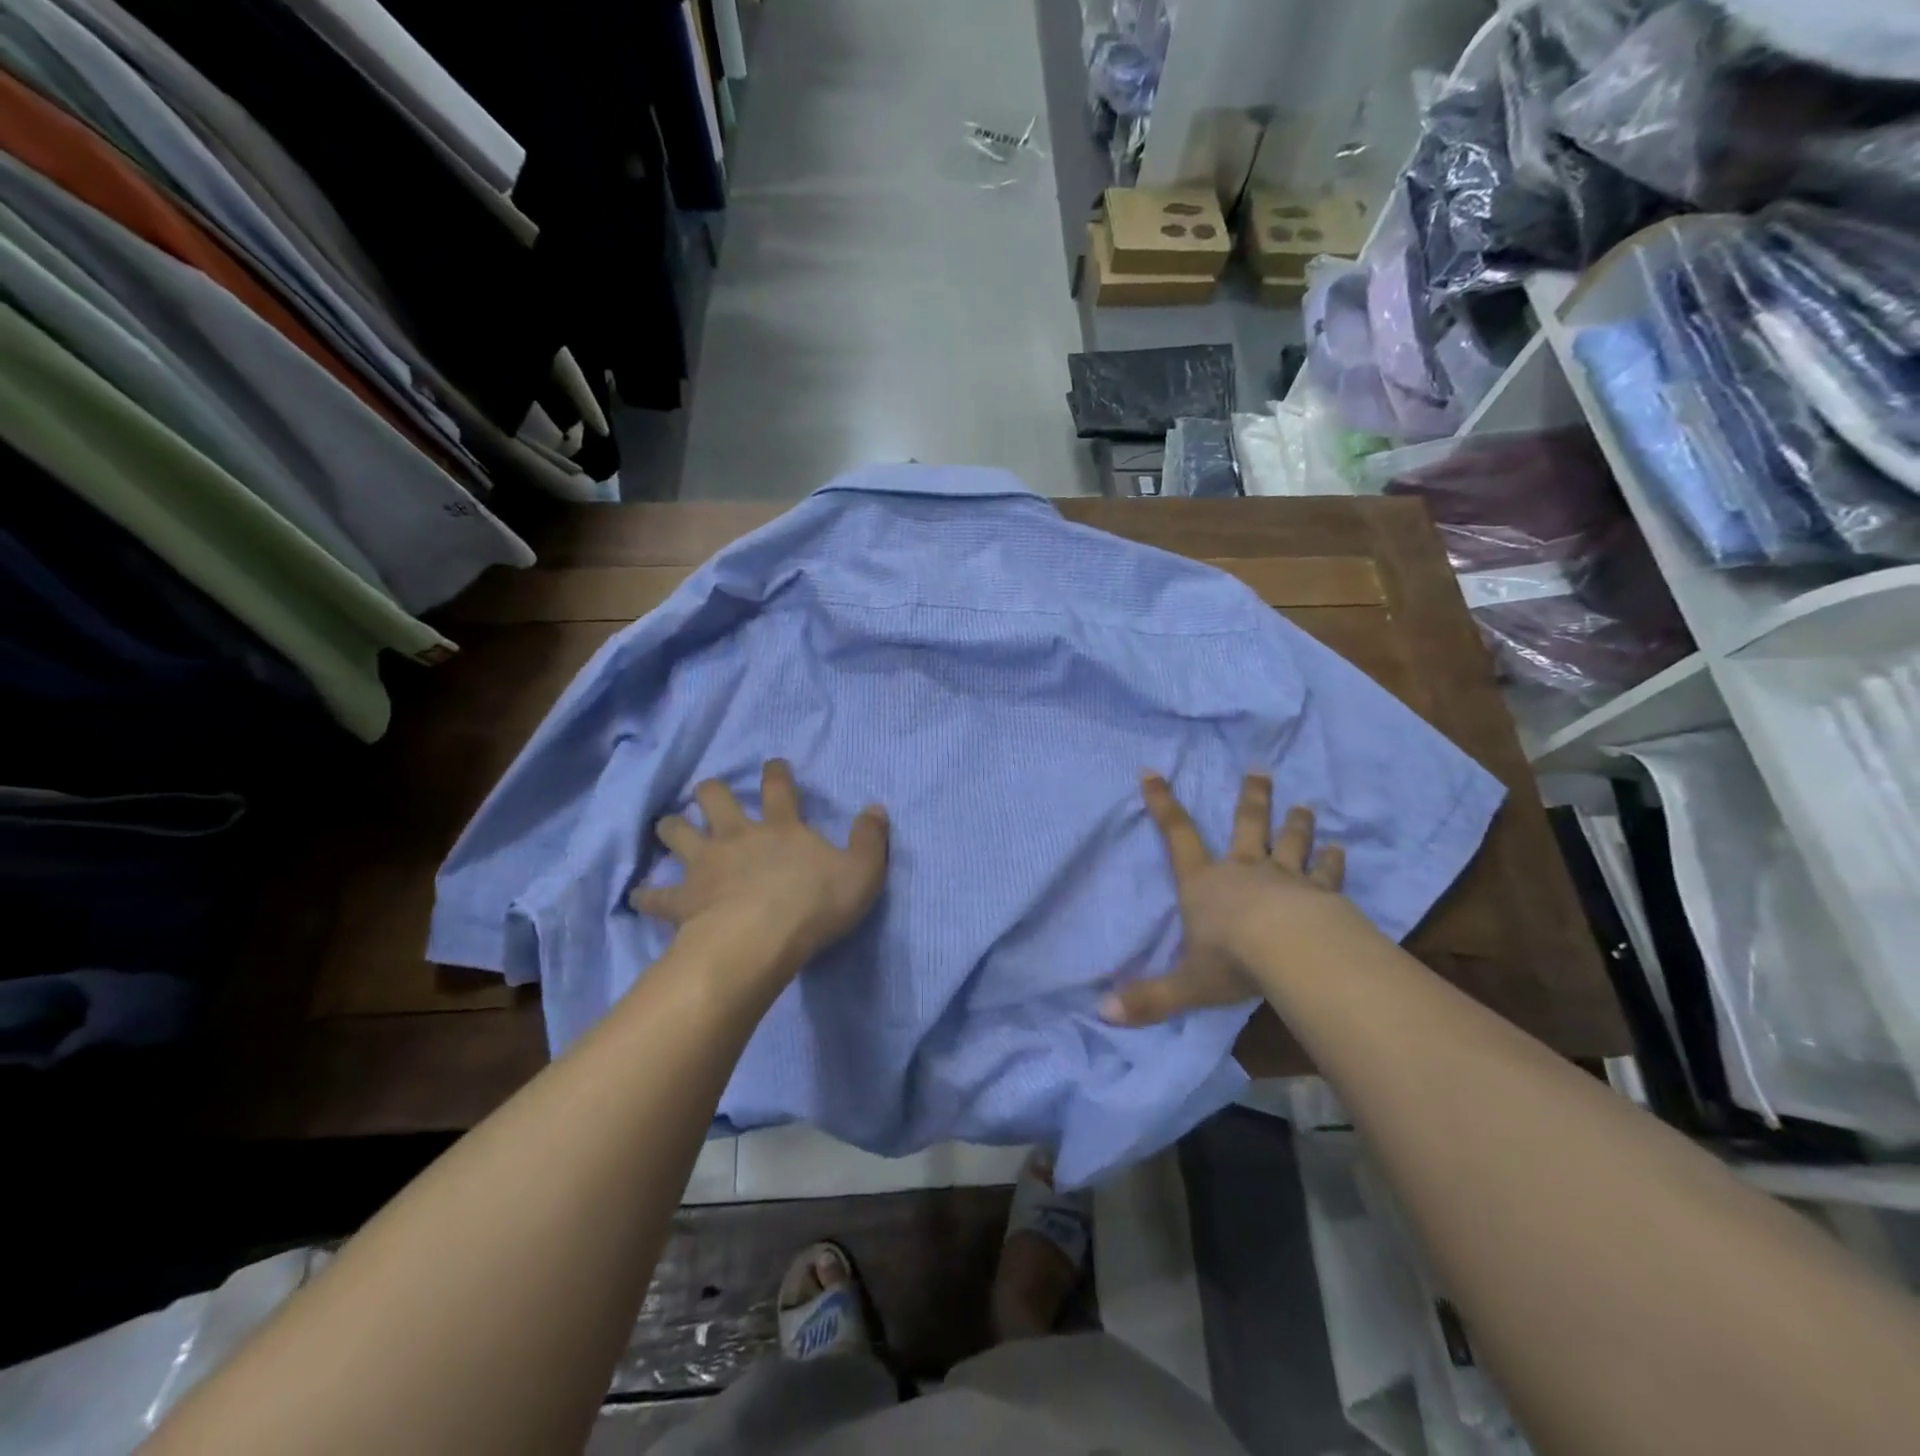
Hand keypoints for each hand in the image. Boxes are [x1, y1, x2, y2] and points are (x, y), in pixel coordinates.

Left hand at [631, 761, 888, 976]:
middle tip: (708, 793)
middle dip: (710, 792)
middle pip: (715, 799)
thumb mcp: (862, 871)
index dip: (776, 773)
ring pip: (677, 833)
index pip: (779, 788)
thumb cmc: (815, 903)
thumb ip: (870, 838)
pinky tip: (639, 896)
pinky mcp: (684, 898)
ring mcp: (706, 864)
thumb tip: (876, 808)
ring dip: (672, 828)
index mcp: (781, 827)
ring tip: (668, 826)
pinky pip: (657, 895)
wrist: (760, 939)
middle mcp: (738, 836)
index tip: (772, 763)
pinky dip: (647, 895)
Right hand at [1101, 773, 1349, 1027]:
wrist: (1293, 954)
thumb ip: (1148, 999)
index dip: (1162, 803)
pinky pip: (1327, 872)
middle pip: (1247, 824)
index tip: (1153, 772)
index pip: (1177, 835)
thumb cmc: (1232, 962)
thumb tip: (1102, 1014)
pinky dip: (1333, 860)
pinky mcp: (1321, 894)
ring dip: (1296, 822)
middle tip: (1261, 771)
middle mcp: (1243, 870)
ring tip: (1305, 806)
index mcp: (1204, 884)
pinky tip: (1341, 850)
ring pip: (1290, 841)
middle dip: (1252, 798)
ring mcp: (1286, 878)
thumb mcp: (1185, 985)